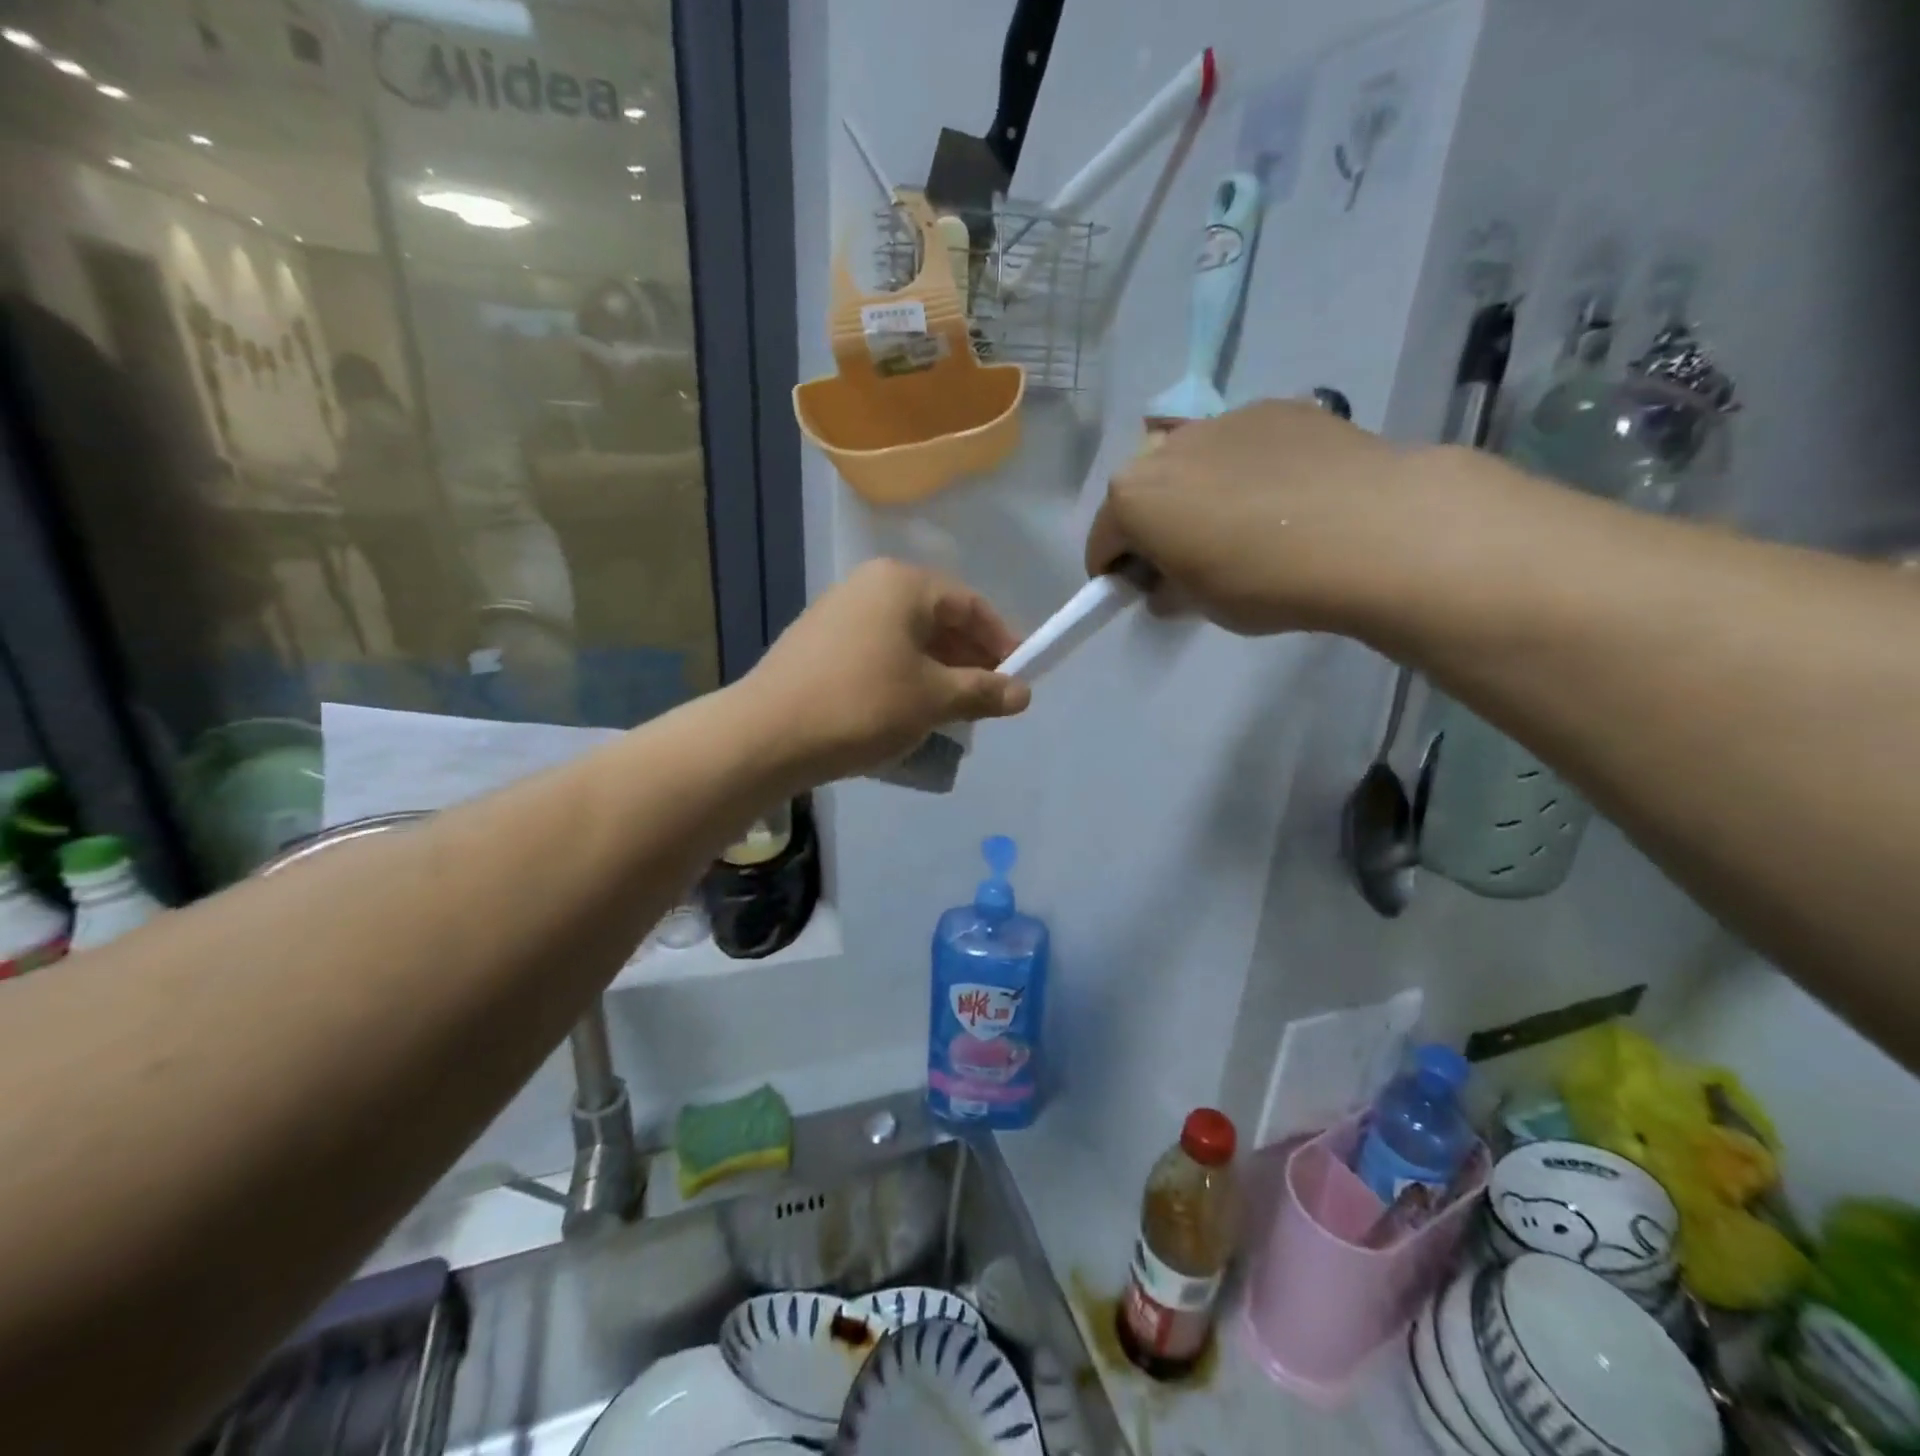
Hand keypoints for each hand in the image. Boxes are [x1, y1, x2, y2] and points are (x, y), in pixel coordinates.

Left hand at [743, 559, 1031, 783]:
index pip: (970, 604)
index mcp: (902, 584)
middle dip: (969, 658)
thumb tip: (1023, 693)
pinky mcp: (818, 642)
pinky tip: (908, 709)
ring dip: (937, 670)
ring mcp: (838, 611)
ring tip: (954, 709)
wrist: (766, 735)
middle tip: (988, 698)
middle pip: (937, 618)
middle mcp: (869, 585)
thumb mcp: (933, 699)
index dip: (1002, 641)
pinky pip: (878, 651)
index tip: (1019, 677)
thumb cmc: (862, 706)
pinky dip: (903, 675)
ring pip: (907, 637)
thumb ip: (983, 691)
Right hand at [1084, 400, 1425, 635]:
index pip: (1102, 542)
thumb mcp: (1200, 605)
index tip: (1143, 592)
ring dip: (1195, 493)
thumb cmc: (1263, 580)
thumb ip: (1167, 592)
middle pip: (1142, 494)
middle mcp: (1165, 448)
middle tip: (1191, 560)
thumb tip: (1166, 586)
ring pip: (1189, 464)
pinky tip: (1284, 497)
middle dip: (1152, 527)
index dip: (1116, 573)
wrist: (1371, 531)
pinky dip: (1244, 470)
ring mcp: (1222, 420)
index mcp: (1132, 497)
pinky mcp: (1275, 408)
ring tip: (1244, 525)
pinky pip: (1239, 446)